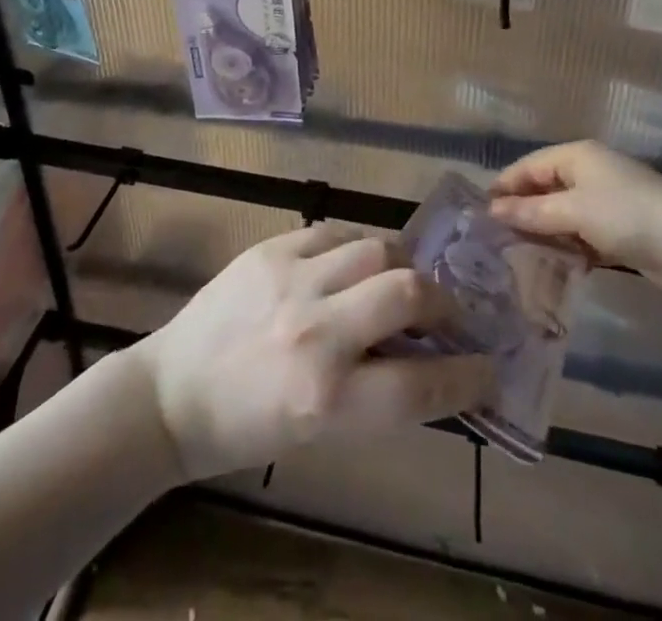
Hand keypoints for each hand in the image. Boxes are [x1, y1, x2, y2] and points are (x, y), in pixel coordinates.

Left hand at [132, 224, 495, 481]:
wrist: (173, 392)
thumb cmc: (248, 428)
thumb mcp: (320, 432)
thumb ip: (378, 392)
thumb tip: (432, 357)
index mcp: (327, 399)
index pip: (421, 384)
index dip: (466, 375)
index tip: (488, 364)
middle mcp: (315, 331)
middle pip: (407, 294)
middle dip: (441, 302)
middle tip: (446, 310)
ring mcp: (291, 279)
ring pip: (376, 247)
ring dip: (400, 264)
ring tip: (400, 277)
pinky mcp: (271, 248)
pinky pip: (335, 230)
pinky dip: (357, 246)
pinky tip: (355, 261)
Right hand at [488, 141, 661, 302]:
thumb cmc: (629, 216)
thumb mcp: (575, 211)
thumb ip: (533, 212)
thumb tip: (493, 210)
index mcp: (578, 156)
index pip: (530, 166)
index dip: (505, 186)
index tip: (481, 212)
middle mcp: (590, 172)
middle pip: (546, 188)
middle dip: (522, 210)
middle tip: (495, 237)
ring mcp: (608, 201)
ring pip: (564, 213)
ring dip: (545, 232)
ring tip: (517, 254)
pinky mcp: (622, 230)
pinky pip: (583, 233)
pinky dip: (568, 246)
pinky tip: (555, 265)